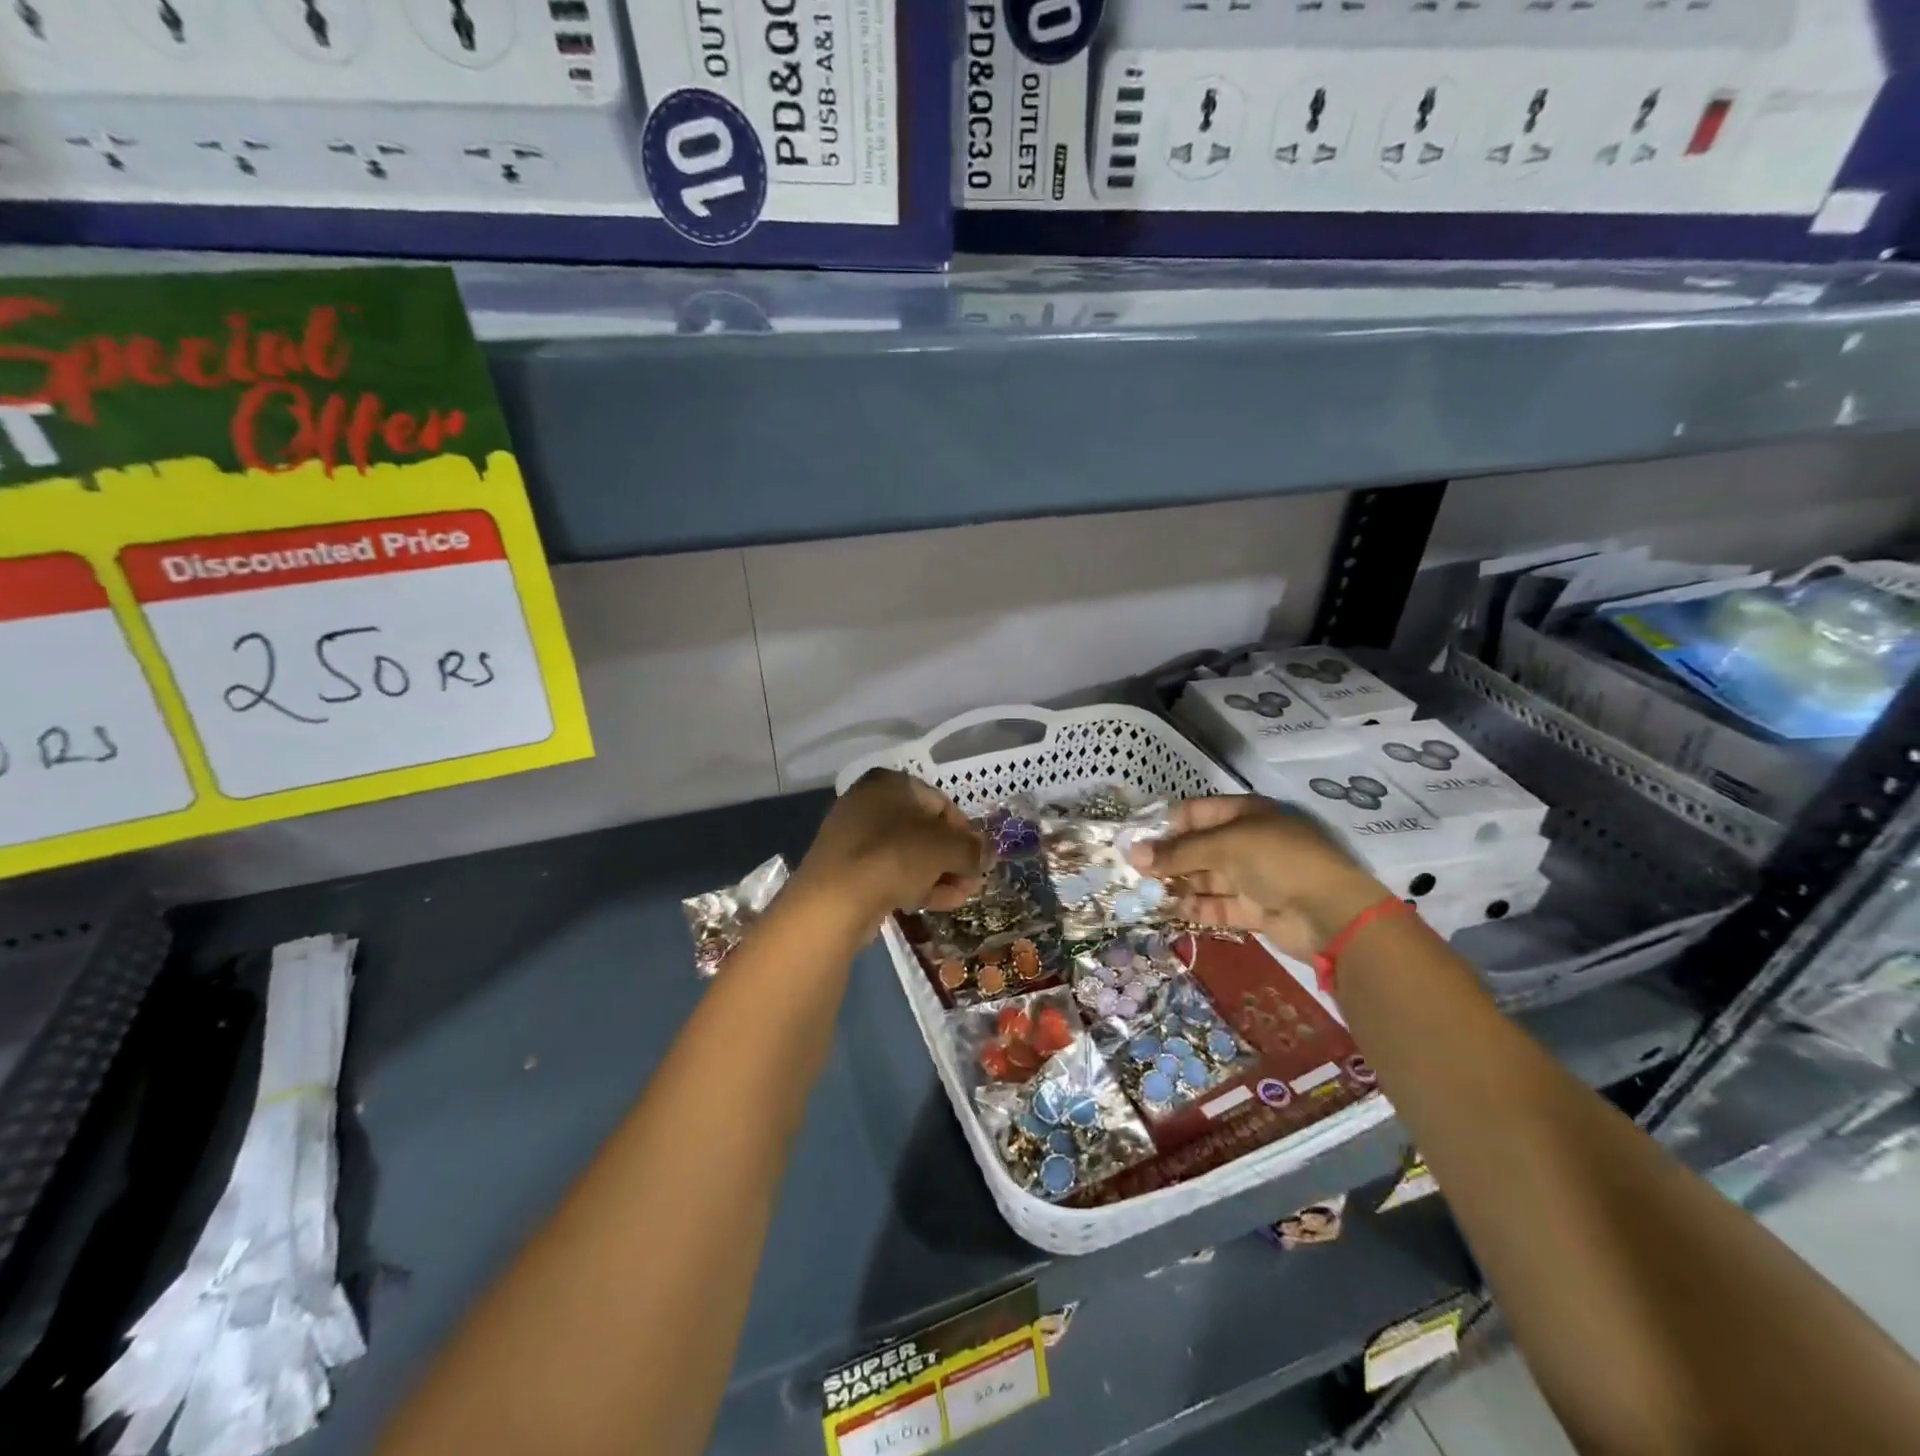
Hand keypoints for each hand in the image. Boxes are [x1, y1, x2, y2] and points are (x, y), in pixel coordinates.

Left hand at [798, 769, 986, 922]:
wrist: (835, 900)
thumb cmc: (896, 857)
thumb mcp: (946, 848)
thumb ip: (973, 848)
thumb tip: (988, 853)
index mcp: (890, 783)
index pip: (941, 802)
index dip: (965, 831)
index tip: (979, 858)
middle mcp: (868, 802)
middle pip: (925, 830)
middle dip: (953, 858)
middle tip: (972, 882)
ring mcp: (854, 837)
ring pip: (908, 854)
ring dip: (938, 875)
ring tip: (959, 898)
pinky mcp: (847, 869)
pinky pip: (889, 871)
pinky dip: (913, 884)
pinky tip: (933, 905)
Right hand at [1131, 796, 1390, 961]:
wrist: (1331, 913)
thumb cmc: (1277, 861)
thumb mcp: (1224, 846)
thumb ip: (1177, 852)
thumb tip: (1132, 853)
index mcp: (1244, 814)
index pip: (1195, 813)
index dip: (1166, 825)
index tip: (1136, 842)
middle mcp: (1247, 841)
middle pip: (1198, 847)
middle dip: (1168, 859)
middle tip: (1133, 873)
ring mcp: (1253, 876)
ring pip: (1206, 878)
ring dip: (1178, 885)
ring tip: (1146, 894)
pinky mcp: (1255, 908)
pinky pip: (1218, 905)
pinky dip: (1196, 908)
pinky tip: (1169, 911)